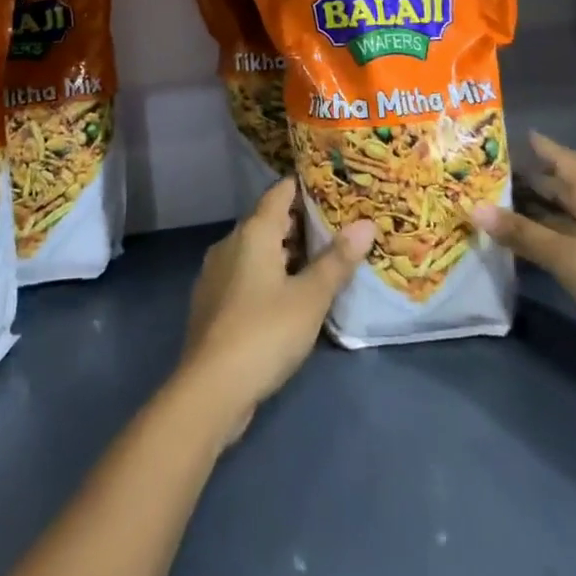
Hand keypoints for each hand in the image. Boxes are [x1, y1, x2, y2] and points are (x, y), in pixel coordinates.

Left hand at [176, 178, 375, 442]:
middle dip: (301, 223)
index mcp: (253, 231)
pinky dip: (268, 275)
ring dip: (285, 252)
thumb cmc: (265, 332)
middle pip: (268, 220)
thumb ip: (337, 260)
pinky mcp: (212, 302)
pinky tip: (289, 296)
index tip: (333, 188)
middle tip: (337, 228)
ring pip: (256, 250)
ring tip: (320, 262)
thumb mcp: (310, 297)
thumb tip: (366, 224)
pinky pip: (245, 274)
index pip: (280, 192)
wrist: (210, 389)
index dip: (306, 187)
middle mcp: (230, 242)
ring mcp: (216, 273)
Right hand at [471, 133, 575, 442]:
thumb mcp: (572, 258)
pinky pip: (569, 258)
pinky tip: (522, 258)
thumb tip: (472, 207)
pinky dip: (544, 252)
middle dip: (532, 182)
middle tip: (488, 174)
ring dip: (534, 219)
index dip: (544, 148)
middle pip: (565, 194)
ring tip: (493, 212)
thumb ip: (525, 235)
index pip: (568, 164)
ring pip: (565, 227)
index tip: (515, 134)